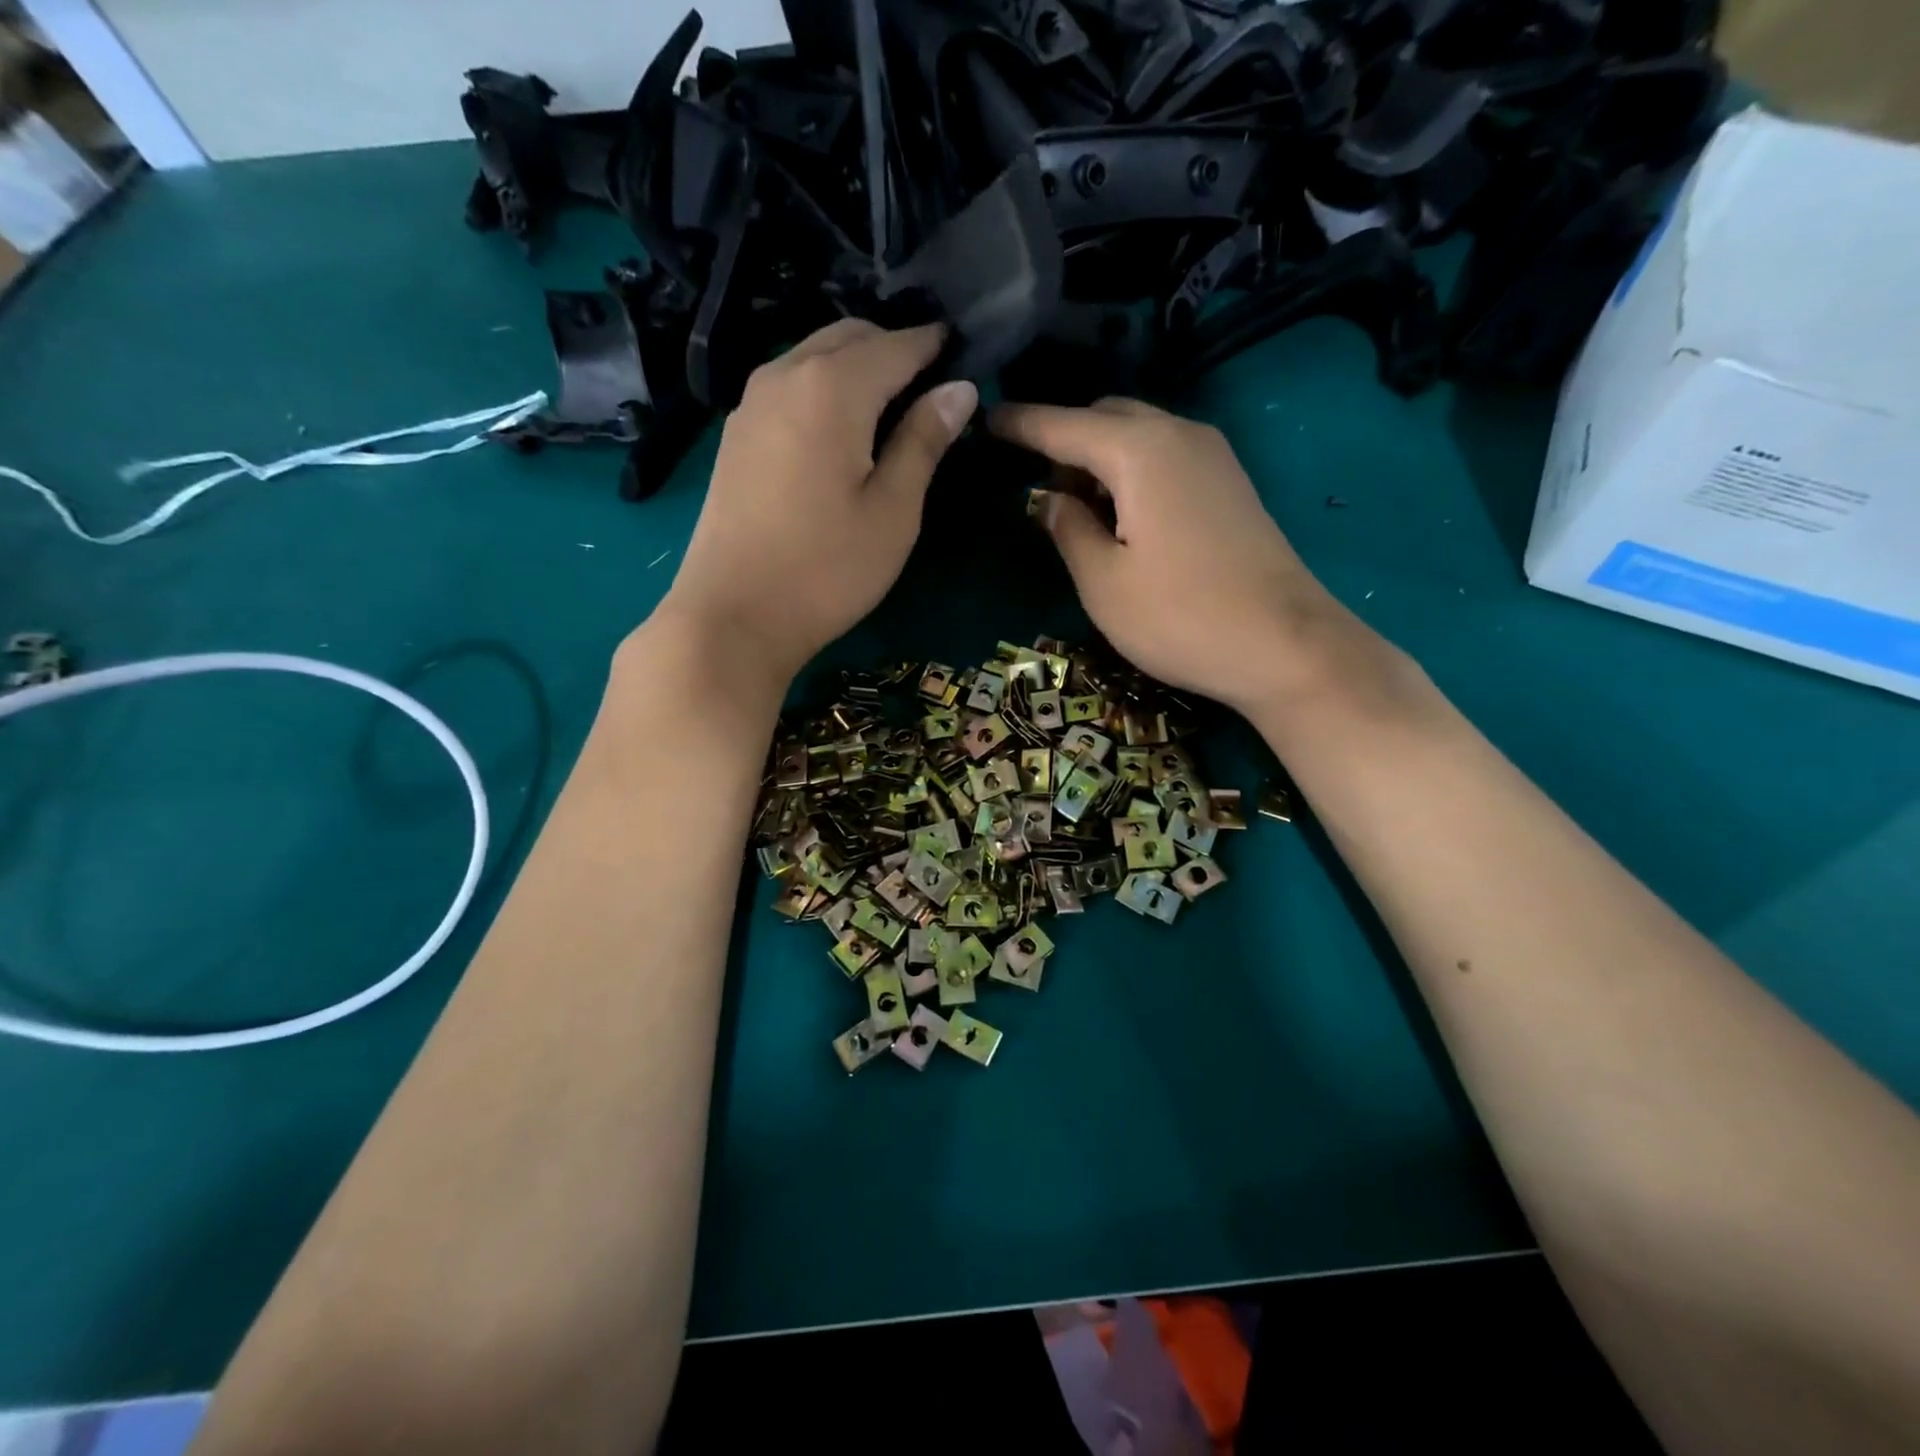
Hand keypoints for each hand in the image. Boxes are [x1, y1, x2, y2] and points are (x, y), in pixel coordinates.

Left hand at [658, 320, 977, 682]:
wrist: (733, 616)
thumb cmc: (827, 570)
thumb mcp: (893, 512)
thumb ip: (924, 441)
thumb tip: (959, 389)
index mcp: (832, 388)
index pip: (896, 346)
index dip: (933, 347)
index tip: (963, 356)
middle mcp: (785, 375)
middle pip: (848, 337)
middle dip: (893, 349)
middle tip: (930, 386)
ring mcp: (751, 403)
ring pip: (813, 356)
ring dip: (855, 366)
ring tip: (890, 407)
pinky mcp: (736, 434)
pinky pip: (789, 385)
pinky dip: (824, 388)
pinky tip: (841, 429)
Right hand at [992, 398, 1374, 716]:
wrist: (1286, 646)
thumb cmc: (1181, 617)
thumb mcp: (1103, 583)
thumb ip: (1068, 530)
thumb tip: (1051, 500)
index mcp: (1138, 451)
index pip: (1063, 425)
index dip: (1021, 423)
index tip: (986, 420)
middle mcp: (1178, 434)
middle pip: (1105, 415)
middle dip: (1064, 439)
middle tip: (1038, 488)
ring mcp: (1212, 455)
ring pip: (1138, 433)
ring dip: (1100, 457)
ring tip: (1077, 509)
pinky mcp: (1230, 482)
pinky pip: (1165, 455)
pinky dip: (1132, 470)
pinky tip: (1122, 515)